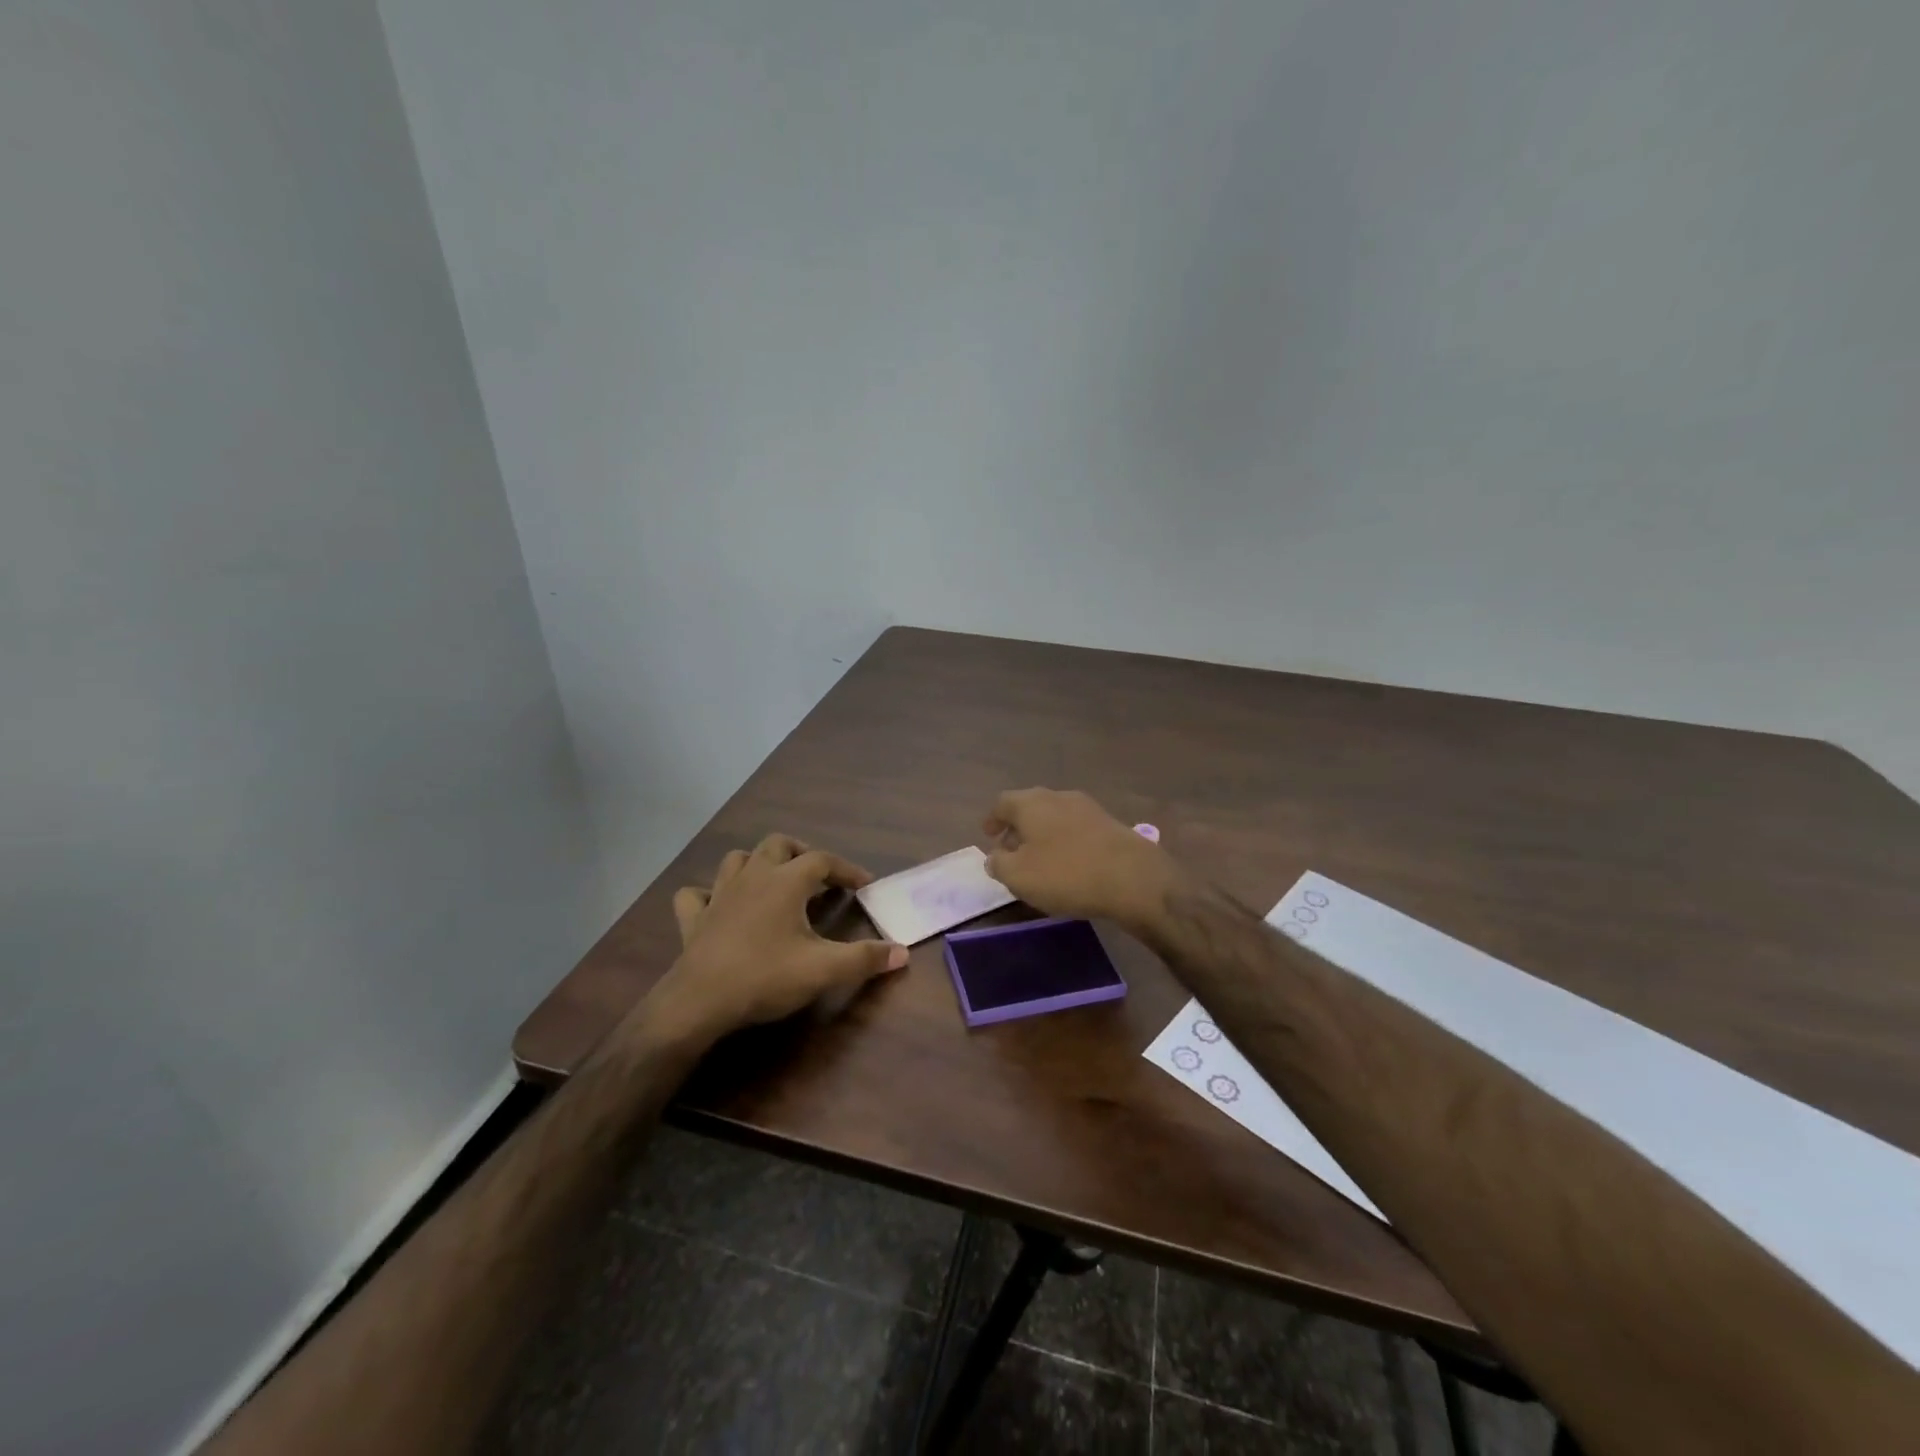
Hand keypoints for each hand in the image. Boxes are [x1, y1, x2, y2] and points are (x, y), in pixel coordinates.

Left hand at [645, 834, 907, 1042]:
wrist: (699, 1002)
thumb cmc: (766, 977)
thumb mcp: (824, 969)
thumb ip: (865, 958)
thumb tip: (902, 952)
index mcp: (786, 882)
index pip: (823, 860)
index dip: (846, 869)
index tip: (864, 884)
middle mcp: (753, 877)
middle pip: (779, 845)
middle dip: (802, 853)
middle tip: (818, 876)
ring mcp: (718, 895)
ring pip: (738, 859)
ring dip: (758, 863)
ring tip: (774, 881)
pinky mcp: (694, 918)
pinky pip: (696, 894)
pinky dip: (708, 894)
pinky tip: (718, 905)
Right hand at [982, 788, 1177, 929]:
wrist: (1133, 878)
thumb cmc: (1066, 874)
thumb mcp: (1019, 876)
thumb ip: (999, 864)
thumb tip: (995, 856)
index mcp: (1031, 803)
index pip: (1002, 802)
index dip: (992, 819)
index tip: (988, 835)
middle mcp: (1058, 796)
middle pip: (1030, 806)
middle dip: (1017, 827)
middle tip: (1010, 849)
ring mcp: (1087, 808)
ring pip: (1054, 816)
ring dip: (1042, 834)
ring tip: (1038, 859)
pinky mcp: (1109, 824)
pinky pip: (1076, 828)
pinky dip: (1064, 840)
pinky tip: (1068, 862)